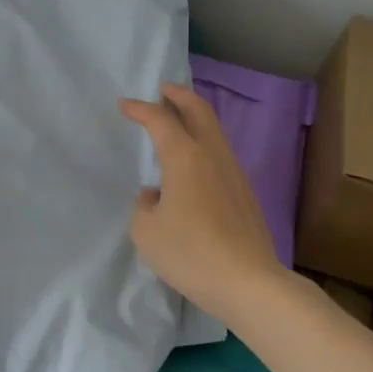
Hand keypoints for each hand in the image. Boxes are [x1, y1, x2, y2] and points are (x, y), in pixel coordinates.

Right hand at [119, 82, 283, 326]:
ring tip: (178, 122)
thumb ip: (144, 205)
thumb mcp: (146, 231)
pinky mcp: (245, 194)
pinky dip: (204, 144)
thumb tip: (156, 195)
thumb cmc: (190, 252)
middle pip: (199, 111)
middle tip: (163, 89)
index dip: (140, 108)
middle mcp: (213, 156)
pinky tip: (193, 164)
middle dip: (179, 96)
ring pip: (215, 132)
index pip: (160, 120)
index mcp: (185, 156)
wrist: (249, 283)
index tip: (124, 104)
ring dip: (195, 119)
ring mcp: (234, 174)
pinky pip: (220, 155)